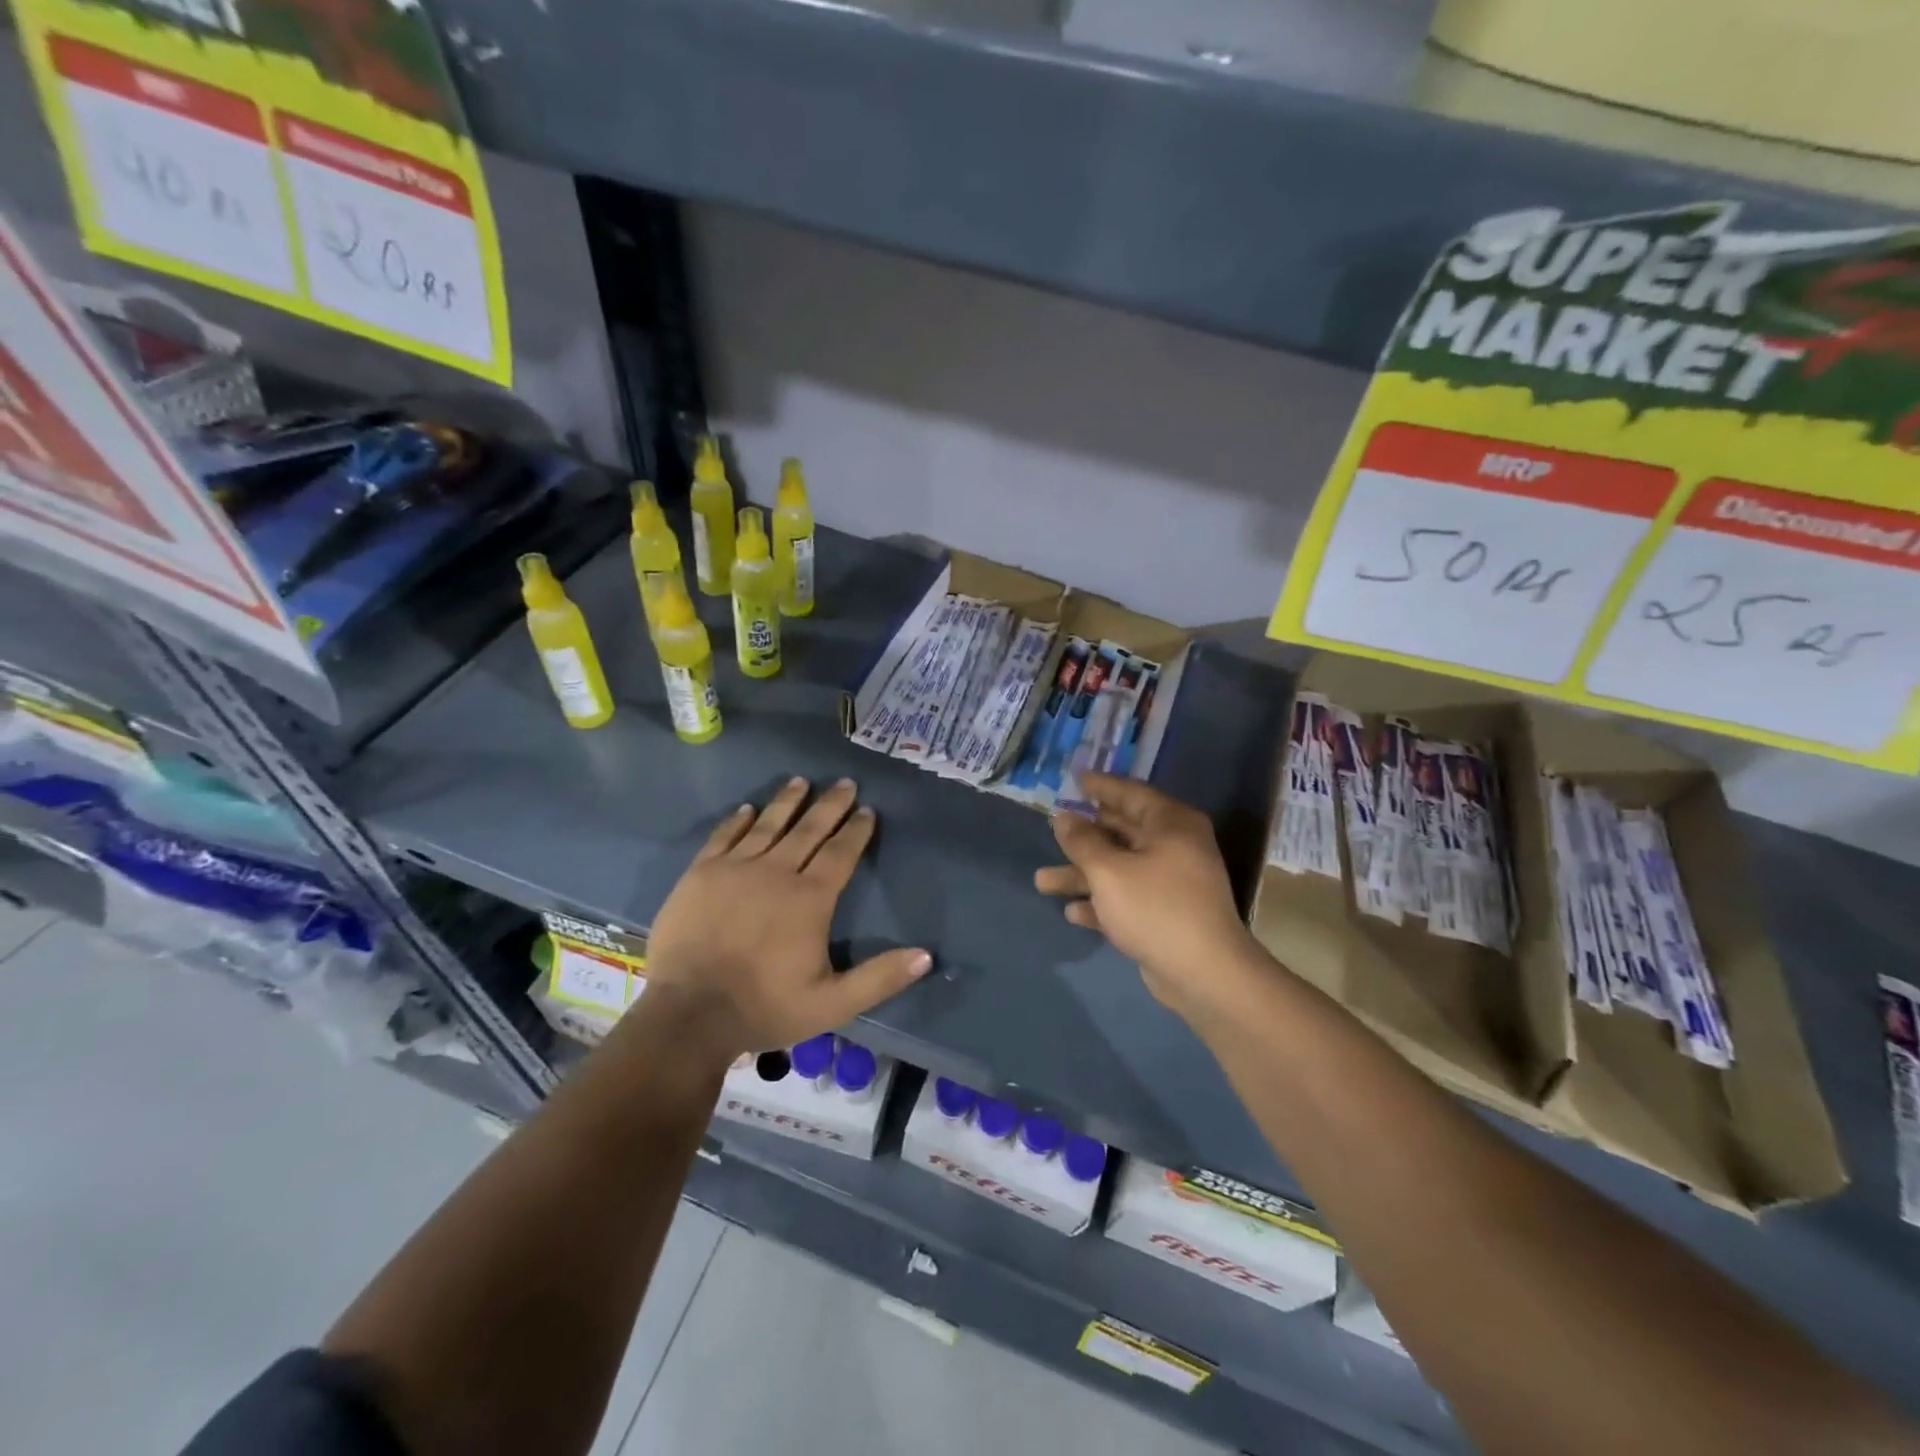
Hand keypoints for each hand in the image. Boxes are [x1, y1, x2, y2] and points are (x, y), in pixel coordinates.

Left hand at [637, 777, 931, 1062]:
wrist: (689, 1013)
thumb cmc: (764, 1007)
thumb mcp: (833, 1004)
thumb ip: (880, 978)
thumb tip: (926, 956)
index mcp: (810, 898)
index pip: (841, 853)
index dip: (857, 830)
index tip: (867, 810)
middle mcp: (776, 872)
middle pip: (809, 830)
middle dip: (830, 805)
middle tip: (845, 783)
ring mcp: (735, 868)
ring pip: (768, 824)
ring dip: (787, 801)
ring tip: (800, 781)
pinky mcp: (701, 873)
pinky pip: (724, 836)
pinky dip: (739, 820)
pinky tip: (748, 808)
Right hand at [1035, 773, 1263, 1024]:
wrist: (1204, 974)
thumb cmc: (1155, 908)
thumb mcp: (1109, 870)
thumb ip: (1082, 841)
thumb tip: (1063, 817)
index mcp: (1171, 824)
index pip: (1130, 793)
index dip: (1099, 786)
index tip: (1073, 779)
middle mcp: (1174, 846)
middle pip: (1121, 832)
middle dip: (1082, 837)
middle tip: (1051, 828)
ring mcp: (1171, 882)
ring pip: (1119, 869)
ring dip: (1082, 875)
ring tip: (1041, 882)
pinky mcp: (1166, 915)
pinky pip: (1127, 898)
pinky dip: (1101, 903)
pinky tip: (1072, 913)